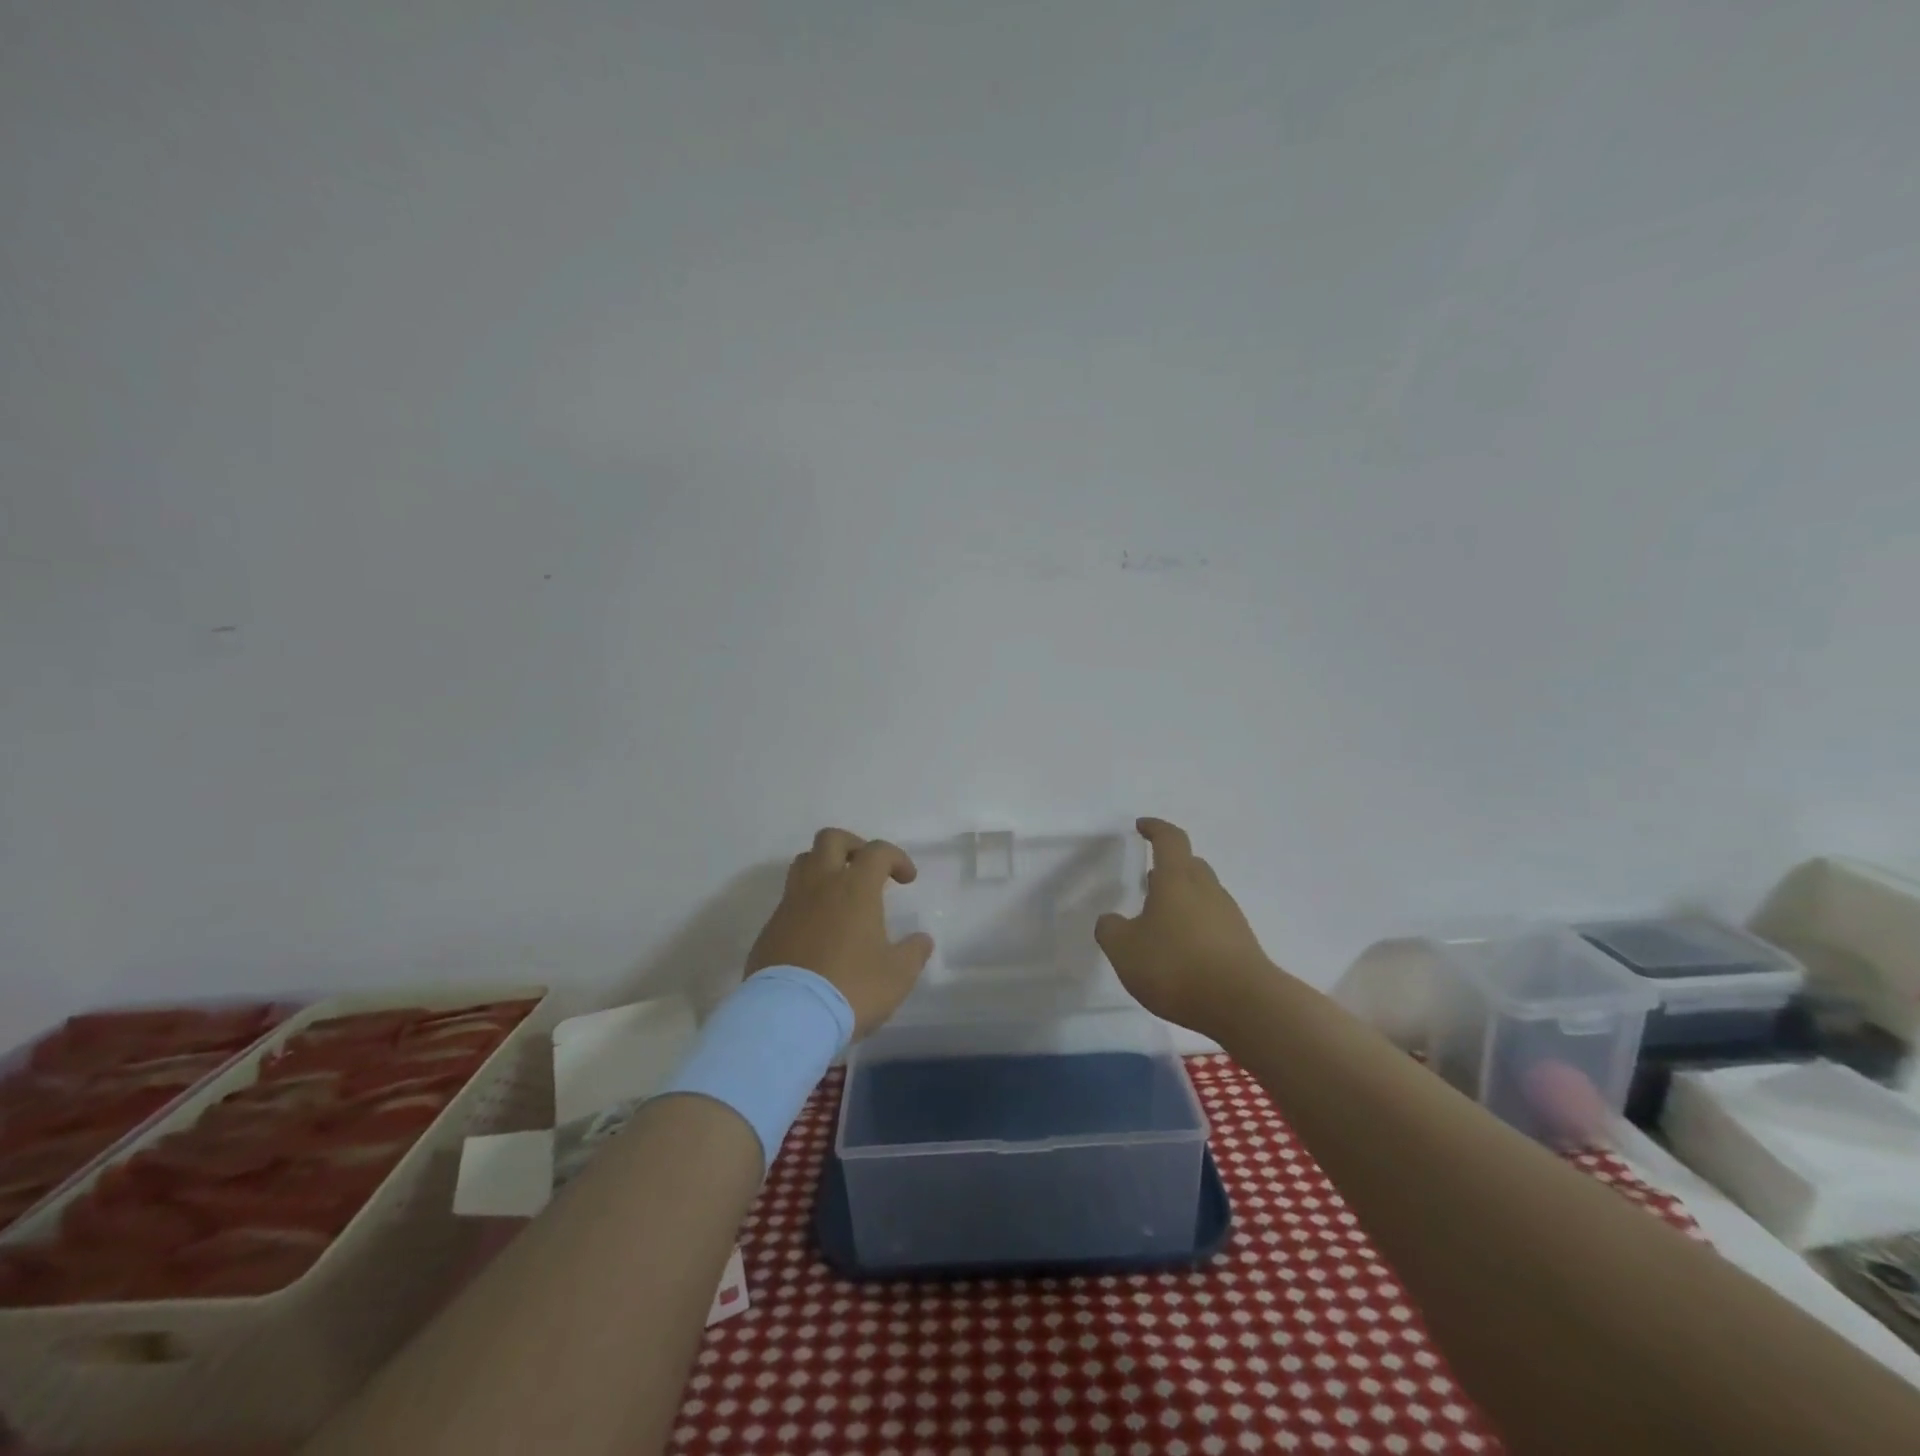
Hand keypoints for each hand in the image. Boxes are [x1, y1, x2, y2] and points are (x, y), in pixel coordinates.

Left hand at [746, 828, 935, 1039]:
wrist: (789, 1017)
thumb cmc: (851, 988)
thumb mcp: (897, 976)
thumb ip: (913, 952)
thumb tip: (921, 940)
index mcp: (855, 888)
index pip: (877, 851)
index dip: (896, 857)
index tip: (907, 879)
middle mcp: (820, 886)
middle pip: (830, 839)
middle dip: (853, 845)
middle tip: (866, 868)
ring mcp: (790, 905)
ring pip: (803, 862)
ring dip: (824, 867)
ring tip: (840, 893)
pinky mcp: (770, 929)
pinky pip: (789, 900)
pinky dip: (806, 902)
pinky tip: (817, 930)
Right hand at [1095, 818, 1274, 1036]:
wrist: (1244, 1005)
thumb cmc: (1176, 966)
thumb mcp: (1124, 950)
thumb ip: (1111, 930)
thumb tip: (1111, 920)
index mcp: (1177, 880)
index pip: (1170, 840)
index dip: (1155, 829)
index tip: (1142, 826)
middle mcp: (1206, 890)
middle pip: (1190, 865)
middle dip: (1170, 866)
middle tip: (1150, 879)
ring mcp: (1229, 917)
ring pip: (1203, 894)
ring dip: (1183, 899)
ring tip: (1161, 920)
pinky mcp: (1241, 944)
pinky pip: (1214, 922)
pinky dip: (1196, 926)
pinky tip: (1183, 951)